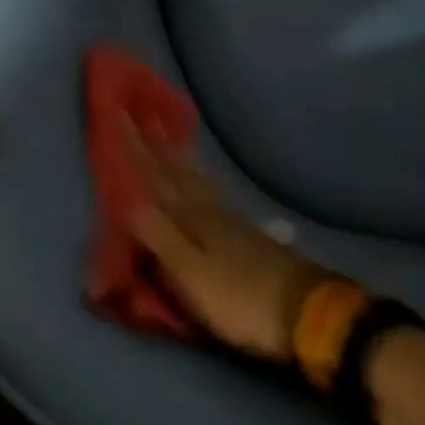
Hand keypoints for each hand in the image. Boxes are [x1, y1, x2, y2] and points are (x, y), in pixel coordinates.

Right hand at [121, 120, 326, 361]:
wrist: (306, 313)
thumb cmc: (239, 297)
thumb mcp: (191, 273)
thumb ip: (159, 236)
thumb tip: (125, 198)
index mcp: (190, 217)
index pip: (154, 176)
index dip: (134, 147)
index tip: (118, 112)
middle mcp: (209, 209)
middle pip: (176, 171)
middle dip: (155, 142)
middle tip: (142, 110)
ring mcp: (232, 220)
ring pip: (197, 179)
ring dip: (179, 157)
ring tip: (170, 136)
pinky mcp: (248, 235)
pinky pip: (214, 193)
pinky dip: (202, 179)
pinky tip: (206, 181)